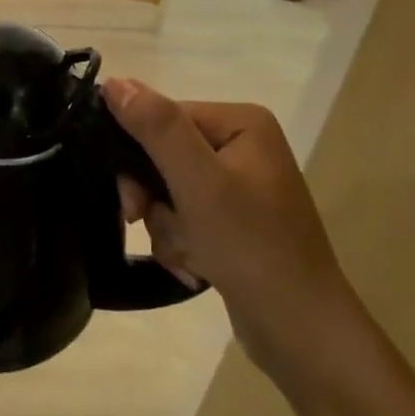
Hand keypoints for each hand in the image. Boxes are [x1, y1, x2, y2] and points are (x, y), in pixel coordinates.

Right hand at [107, 80, 364, 394]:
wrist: (302, 334)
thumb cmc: (251, 248)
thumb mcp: (198, 182)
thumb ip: (156, 127)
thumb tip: (112, 81)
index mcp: (242, 123)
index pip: (165, 118)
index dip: (139, 155)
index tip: (133, 201)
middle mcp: (243, 146)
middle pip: (164, 155)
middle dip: (155, 199)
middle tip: (148, 225)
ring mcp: (241, 186)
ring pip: (169, 191)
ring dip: (168, 227)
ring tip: (190, 256)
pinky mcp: (235, 222)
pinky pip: (186, 217)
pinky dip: (182, 242)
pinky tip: (197, 267)